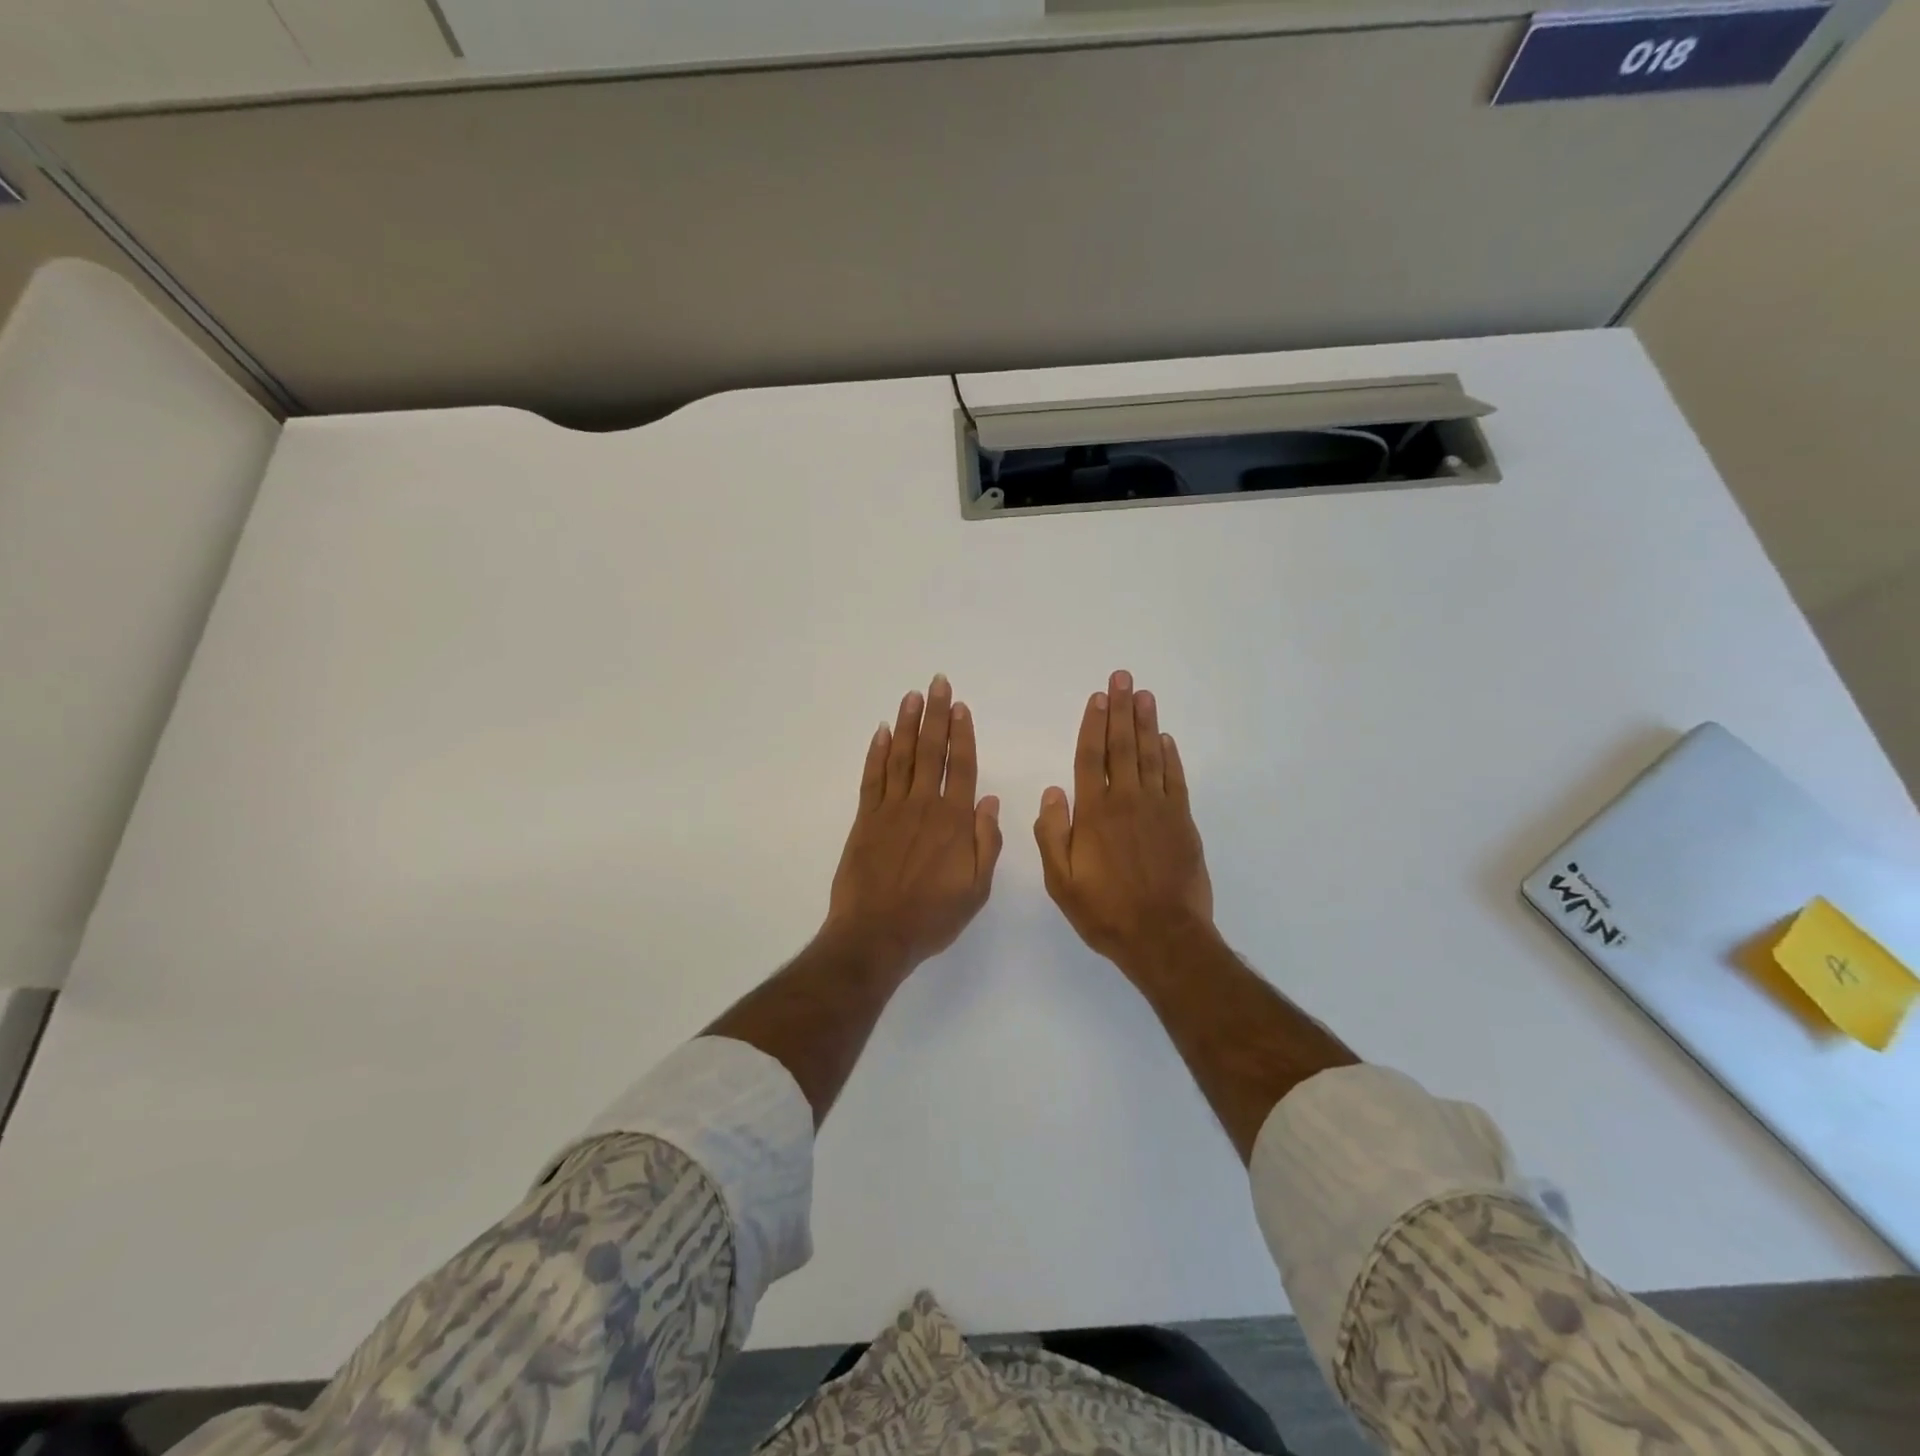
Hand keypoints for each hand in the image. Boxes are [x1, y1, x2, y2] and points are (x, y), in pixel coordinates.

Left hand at [825, 674, 1003, 977]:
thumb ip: (986, 842)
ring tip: (911, 696)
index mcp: (953, 821)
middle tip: (936, 683)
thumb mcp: (976, 889)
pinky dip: (876, 753)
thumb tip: (988, 800)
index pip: (960, 767)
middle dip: (935, 715)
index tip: (960, 706)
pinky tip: (882, 732)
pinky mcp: (865, 820)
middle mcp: (923, 806)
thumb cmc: (932, 916)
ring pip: (900, 757)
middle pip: (930, 751)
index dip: (961, 734)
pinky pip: (872, 778)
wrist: (876, 934)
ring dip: (907, 724)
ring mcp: (890, 810)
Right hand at [1035, 670, 1213, 973]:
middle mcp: (1126, 801)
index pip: (1090, 758)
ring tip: (1143, 694)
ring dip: (1146, 723)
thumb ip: (1052, 834)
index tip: (1097, 697)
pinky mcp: (1182, 822)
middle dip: (1121, 710)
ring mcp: (1158, 809)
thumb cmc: (1105, 911)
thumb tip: (1053, 792)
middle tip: (1122, 678)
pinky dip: (1170, 757)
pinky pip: (1175, 780)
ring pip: (1150, 756)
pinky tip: (1166, 739)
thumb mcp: (1061, 880)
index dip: (1093, 725)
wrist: (1163, 936)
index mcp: (1094, 813)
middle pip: (1122, 746)